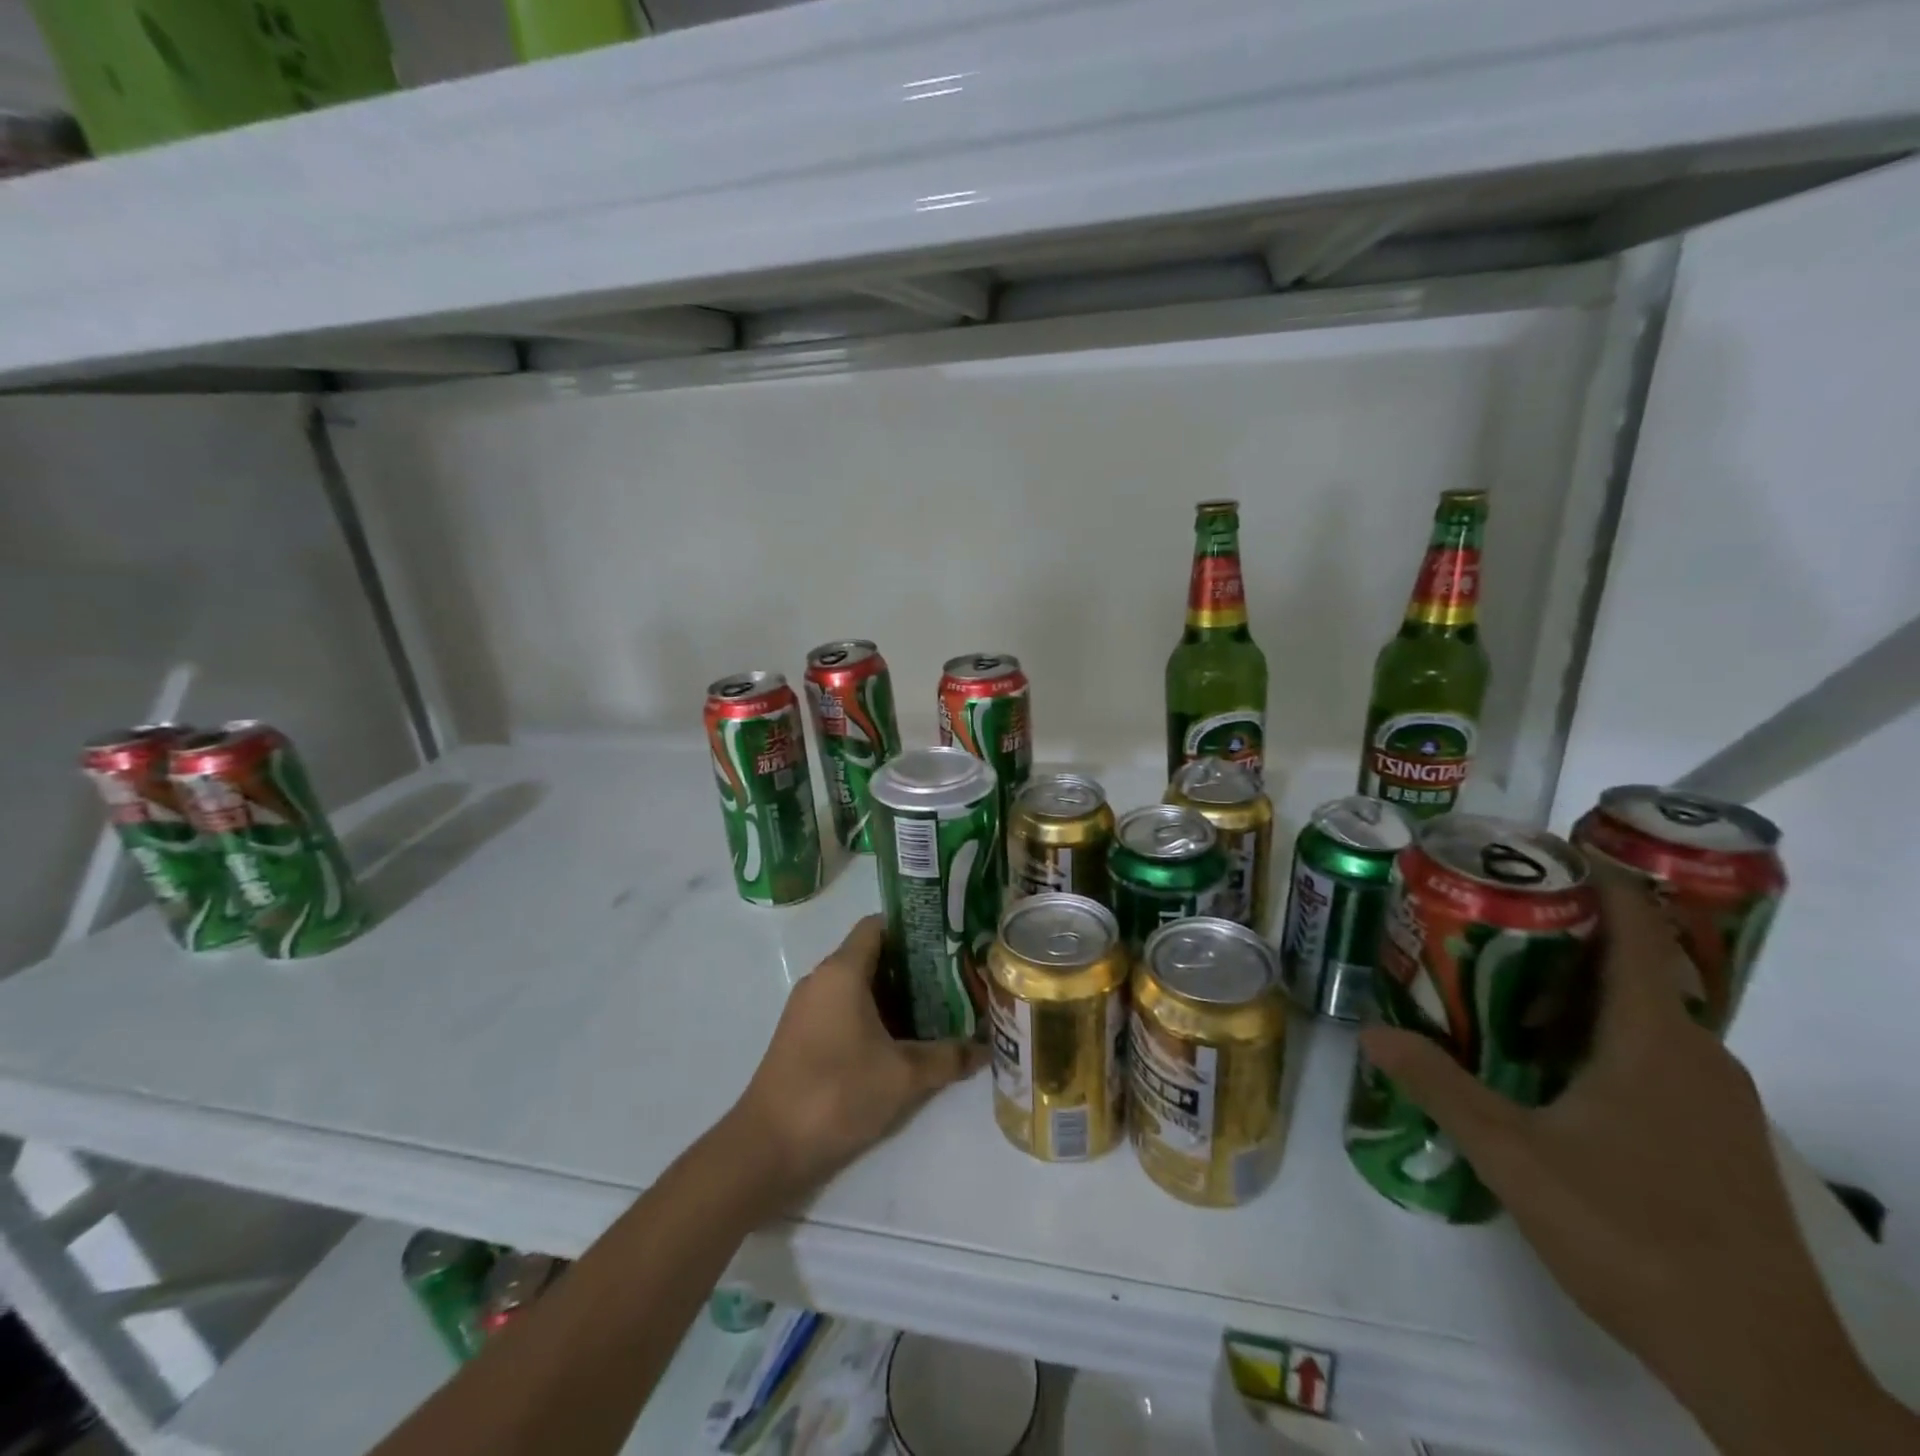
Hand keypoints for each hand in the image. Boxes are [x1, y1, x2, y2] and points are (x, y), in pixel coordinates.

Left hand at [723, 917, 986, 1212]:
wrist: (768, 1149)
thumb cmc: (837, 1094)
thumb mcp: (903, 1076)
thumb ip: (948, 1057)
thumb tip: (988, 1048)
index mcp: (841, 971)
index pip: (879, 926)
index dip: (915, 928)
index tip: (950, 940)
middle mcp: (822, 980)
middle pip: (872, 955)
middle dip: (914, 966)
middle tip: (956, 978)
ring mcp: (808, 1009)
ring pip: (859, 986)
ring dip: (896, 995)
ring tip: (940, 1009)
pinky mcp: (803, 1037)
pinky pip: (844, 1009)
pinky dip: (874, 1016)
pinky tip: (904, 1040)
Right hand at [1360, 870, 1915, 1454]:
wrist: (1758, 1364)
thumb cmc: (1631, 1233)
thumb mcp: (1511, 1154)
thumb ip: (1438, 1085)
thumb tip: (1371, 1029)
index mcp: (1655, 1040)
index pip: (1637, 931)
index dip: (1600, 880)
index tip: (1544, 849)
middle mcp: (1698, 1055)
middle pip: (1631, 967)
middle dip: (1561, 935)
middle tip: (1483, 918)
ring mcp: (1717, 1101)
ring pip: (1641, 1016)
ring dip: (1576, 991)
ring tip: (1499, 984)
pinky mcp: (1717, 1139)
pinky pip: (1653, 1056)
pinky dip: (1597, 1036)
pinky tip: (1544, 1064)